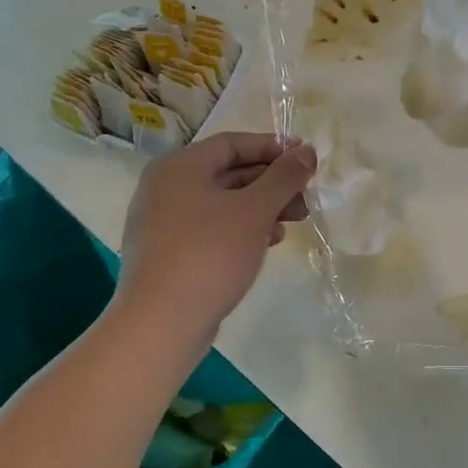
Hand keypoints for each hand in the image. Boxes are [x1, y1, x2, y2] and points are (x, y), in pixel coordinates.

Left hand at [116, 133, 315, 349]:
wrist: (160, 324)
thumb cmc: (209, 254)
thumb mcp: (255, 210)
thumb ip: (284, 177)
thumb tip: (307, 151)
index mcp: (179, 166)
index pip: (233, 143)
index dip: (273, 148)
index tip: (306, 160)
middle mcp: (165, 187)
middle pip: (228, 172)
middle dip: (271, 183)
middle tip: (305, 198)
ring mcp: (162, 221)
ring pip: (222, 202)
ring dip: (261, 207)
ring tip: (293, 223)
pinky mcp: (166, 252)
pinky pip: (210, 227)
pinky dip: (241, 229)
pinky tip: (267, 243)